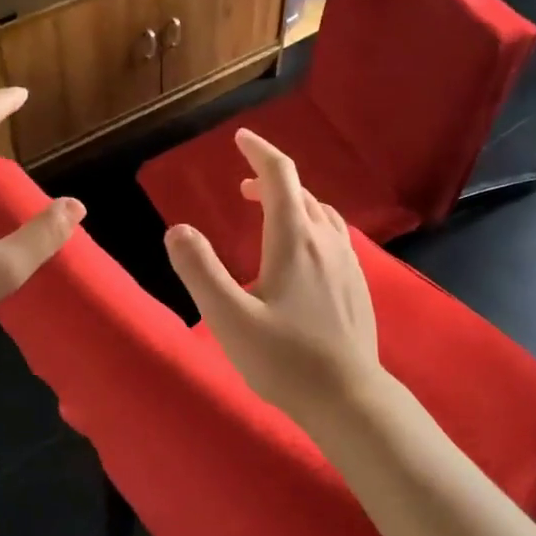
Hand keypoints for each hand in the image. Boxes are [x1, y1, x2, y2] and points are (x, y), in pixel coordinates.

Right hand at [163, 128, 382, 426]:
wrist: (348, 397)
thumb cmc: (284, 360)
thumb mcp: (229, 318)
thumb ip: (200, 271)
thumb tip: (178, 230)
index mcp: (295, 241)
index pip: (280, 176)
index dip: (259, 152)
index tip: (240, 138)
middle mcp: (326, 242)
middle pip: (301, 193)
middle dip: (271, 179)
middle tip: (244, 185)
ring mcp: (348, 263)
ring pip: (321, 214)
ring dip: (294, 202)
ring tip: (271, 212)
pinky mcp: (357, 284)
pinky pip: (334, 236)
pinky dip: (312, 224)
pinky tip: (303, 251)